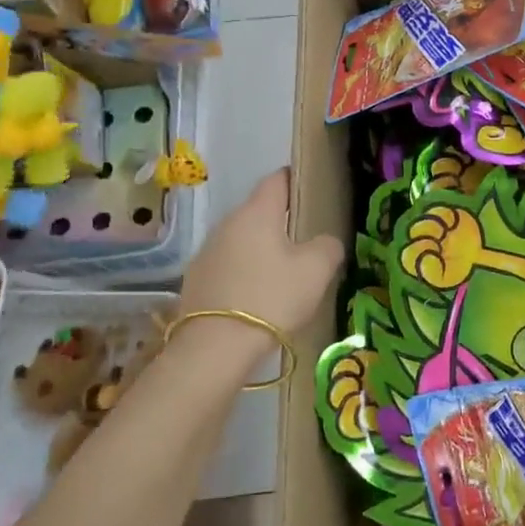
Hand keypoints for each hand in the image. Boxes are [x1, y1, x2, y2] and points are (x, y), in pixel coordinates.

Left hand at [179, 169, 343, 355]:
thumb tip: (325, 242)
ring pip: (242, 239)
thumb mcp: (316, 270)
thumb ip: (328, 246)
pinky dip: (244, 272)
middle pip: (258, 211)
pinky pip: (228, 265)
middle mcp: (227, 223)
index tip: (311, 190)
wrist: (216, 346)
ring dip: (261, 248)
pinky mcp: (196, 279)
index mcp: (257, 212)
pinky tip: (257, 295)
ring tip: (282, 270)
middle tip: (305, 238)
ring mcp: (207, 251)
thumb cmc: (272, 297)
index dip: (296, 180)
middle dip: (280, 219)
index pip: (277, 179)